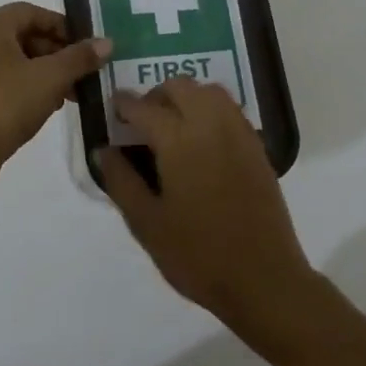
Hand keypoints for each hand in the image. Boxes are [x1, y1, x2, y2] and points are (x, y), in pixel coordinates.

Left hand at [0, 3, 110, 170]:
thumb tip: (106, 43)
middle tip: (79, 74)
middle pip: (21, 35)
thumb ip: (79, 57)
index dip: (61, 26)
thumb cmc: (6, 105)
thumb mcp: (51, 78)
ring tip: (67, 94)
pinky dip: (23, 84)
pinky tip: (44, 105)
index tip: (84, 47)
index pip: (31, 12)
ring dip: (42, 71)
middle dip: (55, 53)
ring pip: (11, 58)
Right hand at [94, 78, 318, 338]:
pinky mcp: (257, 148)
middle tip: (142, 119)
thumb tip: (103, 149)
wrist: (263, 278)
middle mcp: (212, 126)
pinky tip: (201, 138)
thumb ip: (121, 181)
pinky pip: (231, 109)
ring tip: (172, 124)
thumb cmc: (198, 255)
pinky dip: (211, 108)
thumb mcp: (147, 224)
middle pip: (181, 87)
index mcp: (180, 141)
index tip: (113, 108)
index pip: (145, 108)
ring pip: (210, 91)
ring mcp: (239, 134)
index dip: (125, 104)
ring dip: (187, 96)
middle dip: (157, 94)